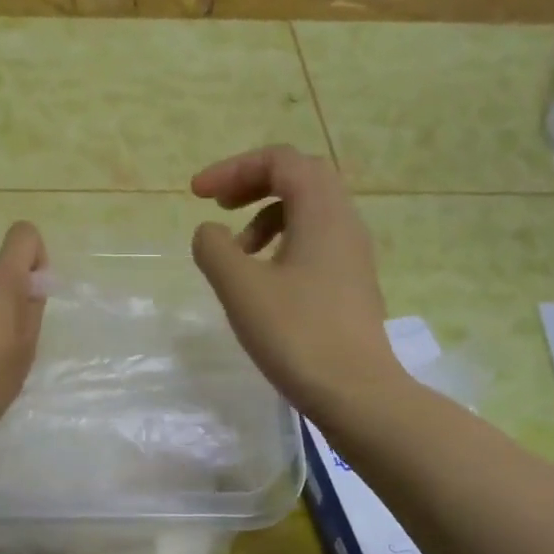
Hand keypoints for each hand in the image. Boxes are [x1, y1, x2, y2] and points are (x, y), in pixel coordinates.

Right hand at [190, 147, 401, 418]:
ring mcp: (353, 255)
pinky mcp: (352, 284)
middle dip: (254, 184)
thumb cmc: (296, 334)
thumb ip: (215, 249)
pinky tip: (264, 283)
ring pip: (309, 213)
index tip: (197, 195)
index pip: (280, 161)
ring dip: (267, 218)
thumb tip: (210, 233)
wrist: (356, 392)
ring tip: (237, 254)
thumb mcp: (241, 288)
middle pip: (300, 178)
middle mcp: (345, 222)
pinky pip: (316, 243)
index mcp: (322, 212)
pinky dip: (283, 245)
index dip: (234, 168)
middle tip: (220, 207)